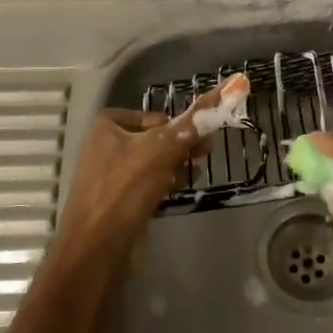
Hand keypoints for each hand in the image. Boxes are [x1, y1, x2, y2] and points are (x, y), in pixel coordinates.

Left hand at [55, 77, 244, 255]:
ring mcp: (110, 174)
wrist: (97, 249)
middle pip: (157, 138)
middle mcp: (106, 144)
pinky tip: (175, 192)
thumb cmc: (126, 189)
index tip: (198, 144)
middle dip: (180, 149)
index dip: (179, 129)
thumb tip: (236, 83)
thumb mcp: (163, 149)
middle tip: (201, 159)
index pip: (158, 117)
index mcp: (108, 124)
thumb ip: (196, 122)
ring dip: (175, 167)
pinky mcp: (118, 200)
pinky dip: (164, 185)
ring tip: (189, 176)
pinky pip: (148, 183)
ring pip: (154, 162)